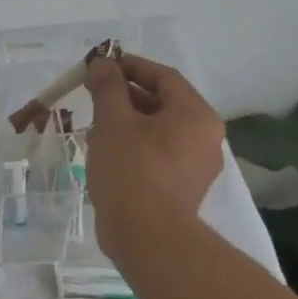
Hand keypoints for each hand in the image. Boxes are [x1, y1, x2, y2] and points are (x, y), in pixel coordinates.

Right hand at [84, 51, 227, 261]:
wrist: (147, 236)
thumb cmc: (132, 169)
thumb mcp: (113, 120)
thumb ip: (107, 87)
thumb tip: (102, 63)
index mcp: (196, 115)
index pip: (164, 76)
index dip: (130, 66)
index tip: (101, 64)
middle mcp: (204, 137)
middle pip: (163, 103)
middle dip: (125, 94)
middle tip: (92, 93)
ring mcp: (195, 166)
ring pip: (158, 130)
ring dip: (127, 121)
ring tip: (94, 122)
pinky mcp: (181, 188)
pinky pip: (157, 154)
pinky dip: (133, 145)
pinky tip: (105, 151)